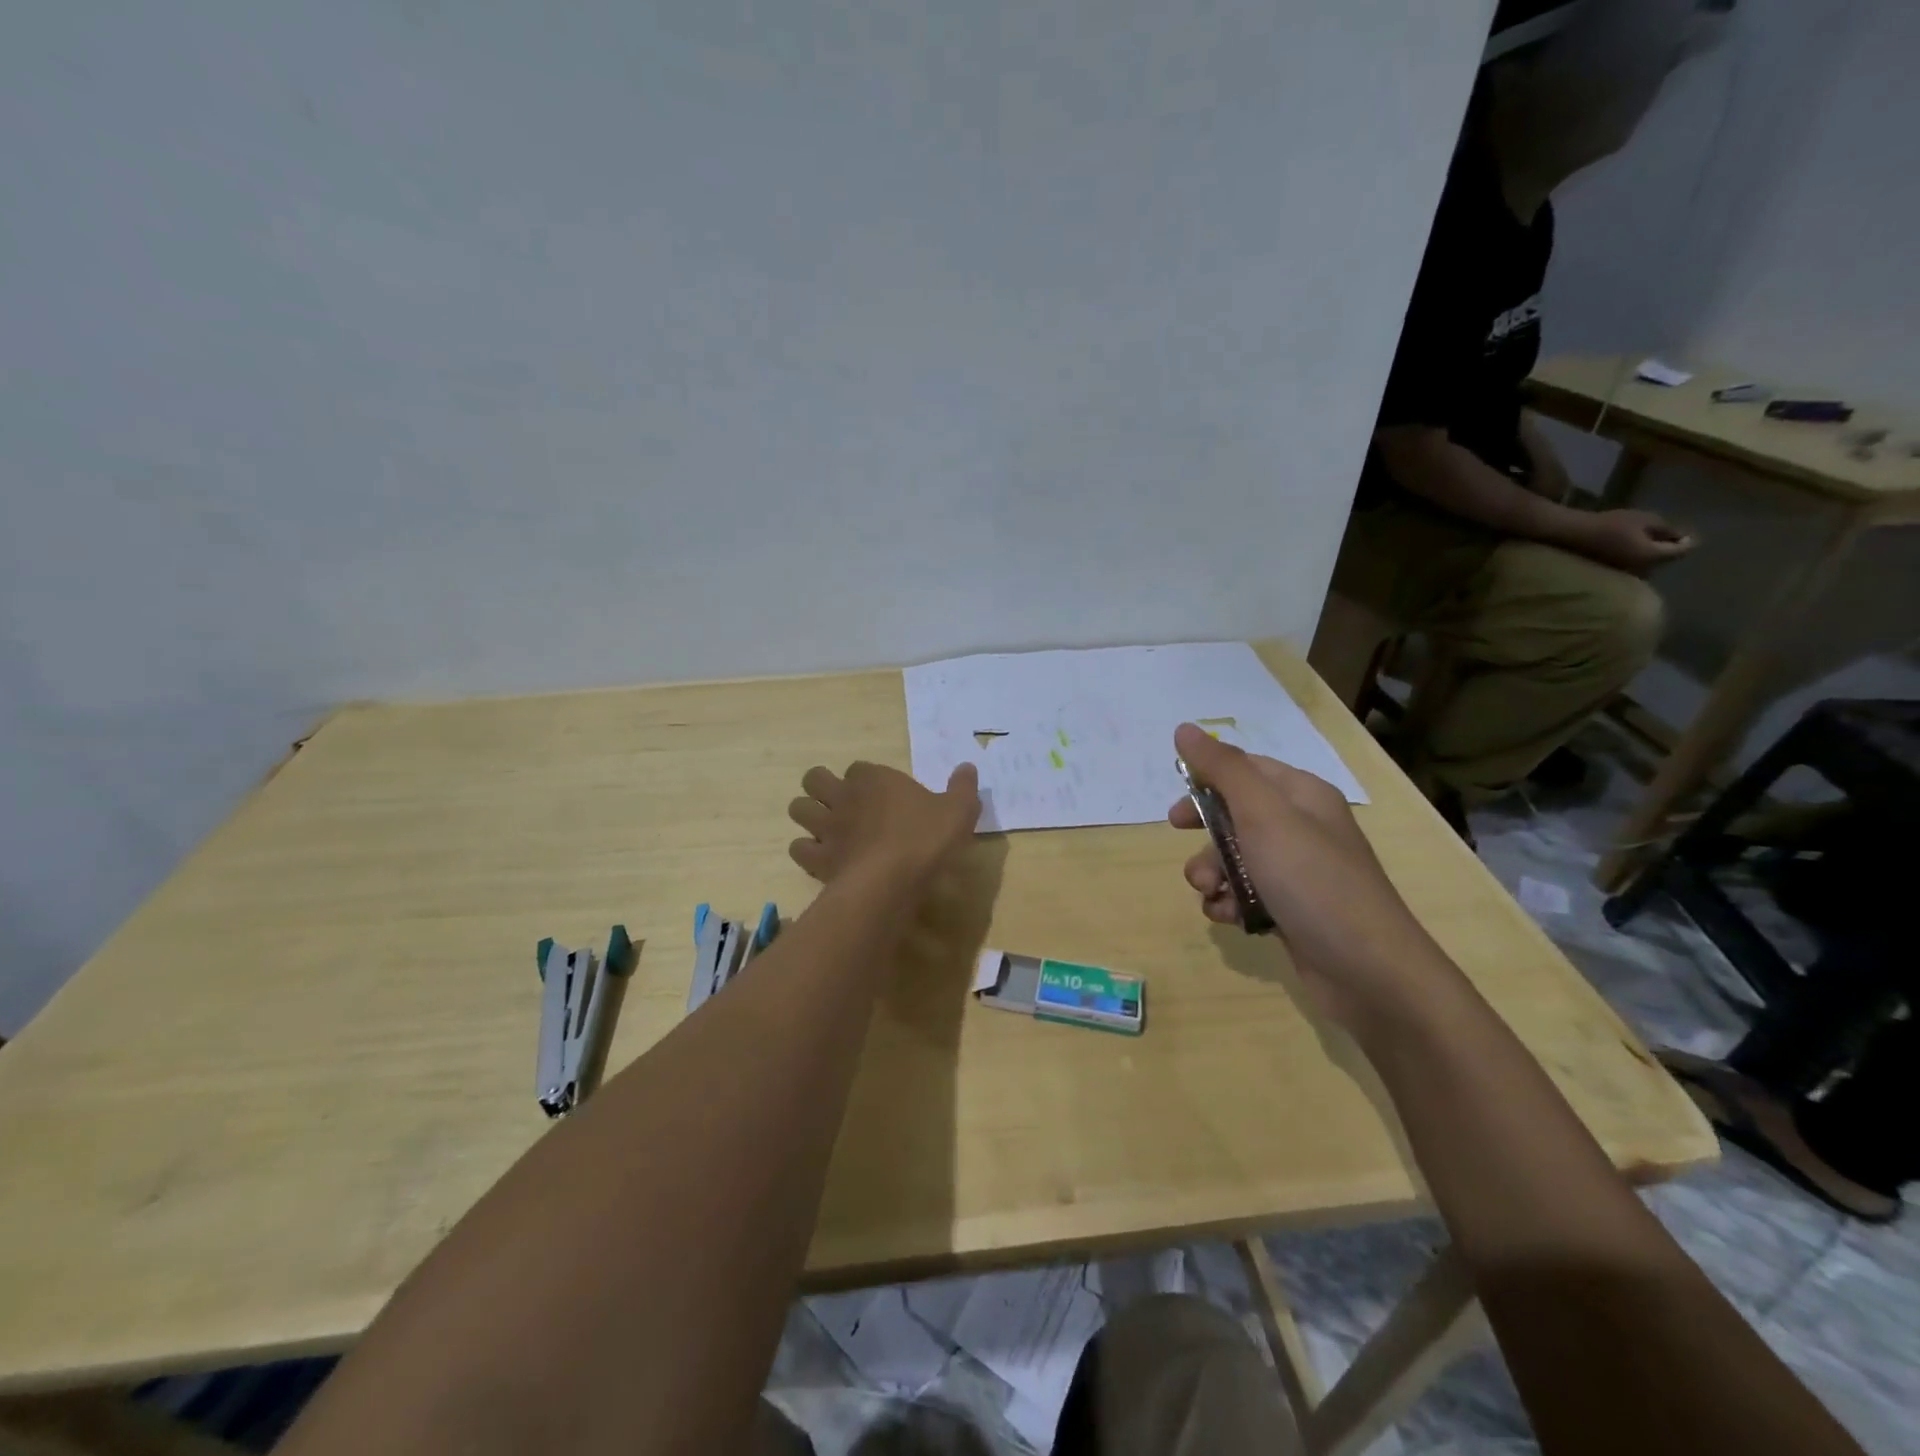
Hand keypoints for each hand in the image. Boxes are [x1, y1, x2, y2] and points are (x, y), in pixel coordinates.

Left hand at [788, 760, 979, 888]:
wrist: (891, 880)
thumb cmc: (926, 838)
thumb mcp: (959, 810)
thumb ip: (963, 788)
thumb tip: (967, 768)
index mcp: (875, 779)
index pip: (859, 767)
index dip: (865, 778)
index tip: (880, 792)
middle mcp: (844, 797)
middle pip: (815, 779)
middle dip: (821, 786)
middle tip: (841, 803)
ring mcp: (826, 827)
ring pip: (798, 808)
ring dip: (808, 814)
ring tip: (825, 828)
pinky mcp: (817, 858)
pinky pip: (798, 847)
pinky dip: (806, 851)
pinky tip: (823, 859)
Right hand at [1168, 724, 1461, 1032]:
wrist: (1368, 971)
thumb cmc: (1312, 879)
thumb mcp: (1262, 814)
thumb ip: (1222, 769)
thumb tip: (1185, 728)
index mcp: (1302, 795)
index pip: (1245, 769)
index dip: (1206, 780)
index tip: (1176, 804)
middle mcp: (1301, 828)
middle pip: (1235, 815)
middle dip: (1204, 834)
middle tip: (1183, 843)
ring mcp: (1297, 872)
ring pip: (1233, 859)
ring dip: (1211, 874)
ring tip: (1213, 894)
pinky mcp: (1291, 910)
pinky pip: (1245, 894)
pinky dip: (1229, 903)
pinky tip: (1229, 918)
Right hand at [1566, 509, 1695, 571]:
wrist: (1574, 535)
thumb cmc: (1611, 524)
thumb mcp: (1645, 520)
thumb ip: (1668, 529)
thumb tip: (1686, 537)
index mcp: (1653, 555)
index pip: (1682, 551)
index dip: (1688, 541)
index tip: (1686, 532)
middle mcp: (1643, 569)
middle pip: (1664, 561)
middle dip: (1667, 550)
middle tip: (1666, 537)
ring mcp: (1626, 573)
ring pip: (1648, 566)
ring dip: (1650, 556)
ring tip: (1647, 543)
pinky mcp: (1613, 573)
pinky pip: (1634, 568)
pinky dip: (1637, 559)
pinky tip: (1631, 550)